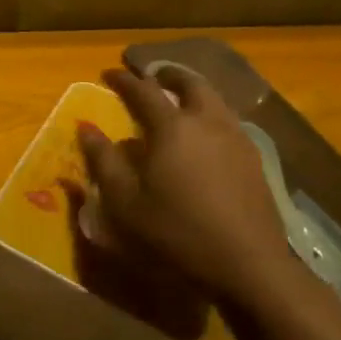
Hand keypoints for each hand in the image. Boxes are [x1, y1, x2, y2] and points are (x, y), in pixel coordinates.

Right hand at [79, 66, 286, 304]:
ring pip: (214, 99)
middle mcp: (206, 121)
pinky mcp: (254, 158)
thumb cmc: (178, 233)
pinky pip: (228, 120)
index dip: (123, 80)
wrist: (249, 265)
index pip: (142, 90)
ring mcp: (235, 138)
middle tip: (152, 76)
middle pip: (189, 83)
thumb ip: (104, 161)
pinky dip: (211, 113)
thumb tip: (86, 127)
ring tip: (180, 100)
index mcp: (171, 126)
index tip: (108, 73)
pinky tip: (206, 135)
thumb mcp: (126, 203)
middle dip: (167, 74)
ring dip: (193, 91)